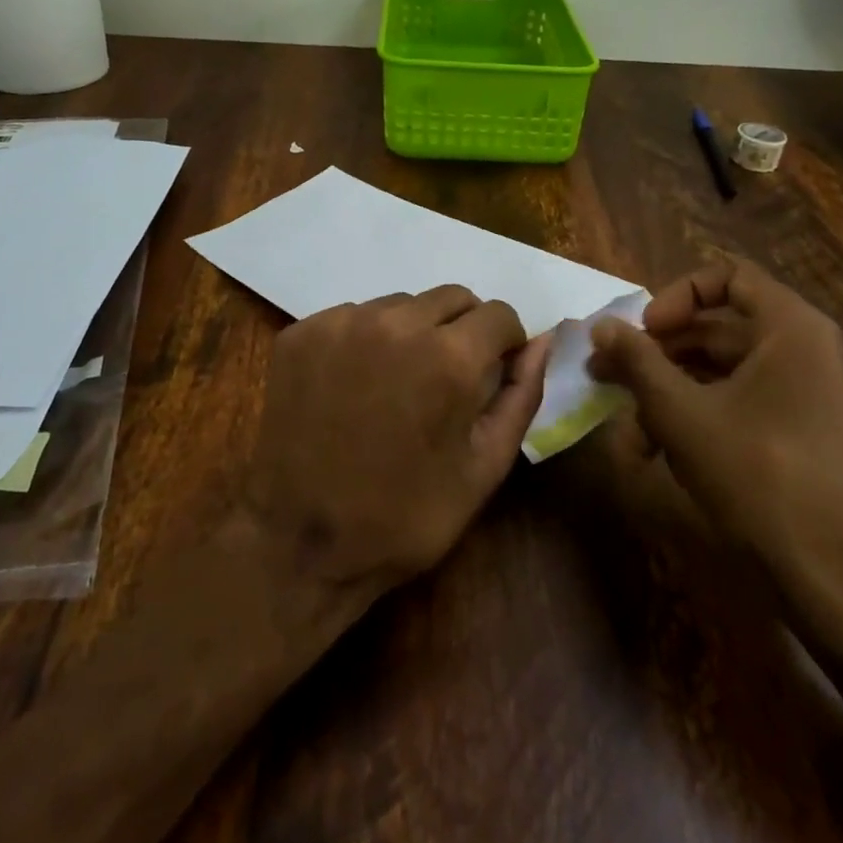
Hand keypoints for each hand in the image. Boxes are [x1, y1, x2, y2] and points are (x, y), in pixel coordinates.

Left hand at [245, 286, 547, 599]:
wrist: (298, 545)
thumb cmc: (405, 516)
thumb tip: (543, 342)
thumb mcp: (484, 468)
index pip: (499, 314)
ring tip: (396, 385)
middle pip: (452, 298)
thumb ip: (521, 395)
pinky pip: (353, 317)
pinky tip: (354, 386)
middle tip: (446, 381)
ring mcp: (341, 323)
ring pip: (401, 304)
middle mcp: (396, 323)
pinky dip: (365, 340)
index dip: (505, 344)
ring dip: (413, 332)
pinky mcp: (301, 333)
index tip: (492, 374)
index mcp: (449, 357)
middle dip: (463, 331)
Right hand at [587, 260, 842, 658]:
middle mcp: (799, 348)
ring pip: (717, 370)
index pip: (726, 276)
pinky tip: (651, 452)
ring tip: (623, 424)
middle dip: (656, 351)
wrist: (829, 575)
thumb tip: (601, 324)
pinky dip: (691, 417)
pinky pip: (733, 402)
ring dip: (665, 391)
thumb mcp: (682, 413)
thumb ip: (638, 361)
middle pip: (716, 327)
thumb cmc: (756, 475)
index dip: (676, 296)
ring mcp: (797, 391)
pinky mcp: (790, 428)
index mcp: (788, 328)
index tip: (645, 331)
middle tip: (607, 371)